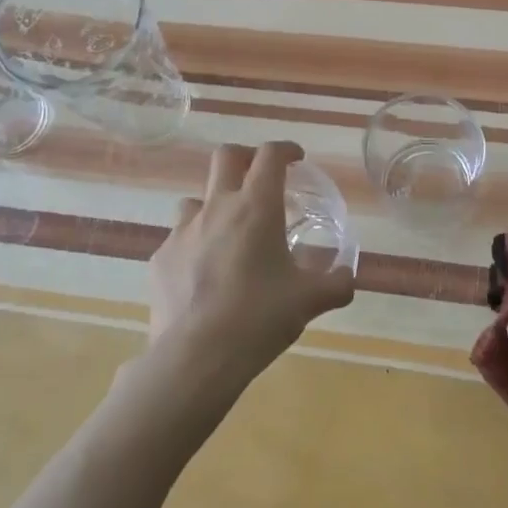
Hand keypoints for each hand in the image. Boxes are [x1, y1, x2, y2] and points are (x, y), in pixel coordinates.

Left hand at [147, 141, 355, 393]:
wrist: (195, 357)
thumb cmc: (259, 318)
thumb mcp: (309, 301)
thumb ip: (336, 284)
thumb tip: (348, 277)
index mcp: (256, 208)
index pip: (270, 155)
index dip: (285, 149)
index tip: (296, 159)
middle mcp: (216, 208)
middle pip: (226, 157)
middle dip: (246, 157)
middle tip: (260, 178)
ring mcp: (182, 231)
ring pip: (197, 198)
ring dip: (215, 205)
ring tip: (229, 232)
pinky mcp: (160, 258)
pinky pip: (179, 239)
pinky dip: (195, 245)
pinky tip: (204, 274)